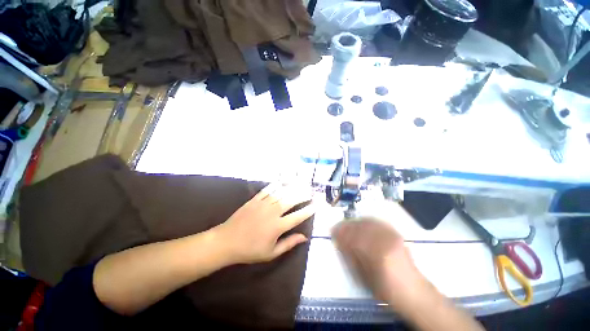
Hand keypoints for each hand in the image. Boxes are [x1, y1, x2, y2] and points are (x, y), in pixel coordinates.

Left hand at [215, 183, 315, 263]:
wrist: (227, 241)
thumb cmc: (250, 250)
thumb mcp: (271, 253)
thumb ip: (289, 243)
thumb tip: (304, 237)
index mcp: (277, 226)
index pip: (297, 216)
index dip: (308, 210)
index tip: (316, 204)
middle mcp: (273, 212)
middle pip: (291, 200)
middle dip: (303, 195)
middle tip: (311, 191)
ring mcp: (263, 204)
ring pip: (281, 192)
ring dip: (292, 187)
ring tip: (301, 183)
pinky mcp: (255, 199)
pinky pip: (268, 189)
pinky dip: (276, 185)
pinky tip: (282, 181)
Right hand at [332, 218, 430, 312]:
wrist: (414, 292)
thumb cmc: (387, 291)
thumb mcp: (365, 278)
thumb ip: (351, 257)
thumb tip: (339, 241)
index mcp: (377, 254)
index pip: (354, 237)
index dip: (341, 232)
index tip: (332, 231)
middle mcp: (385, 240)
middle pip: (360, 226)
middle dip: (346, 225)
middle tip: (338, 227)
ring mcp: (392, 236)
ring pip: (368, 222)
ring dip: (355, 222)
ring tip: (347, 225)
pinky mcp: (395, 234)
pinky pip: (377, 222)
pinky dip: (366, 221)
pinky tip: (360, 223)